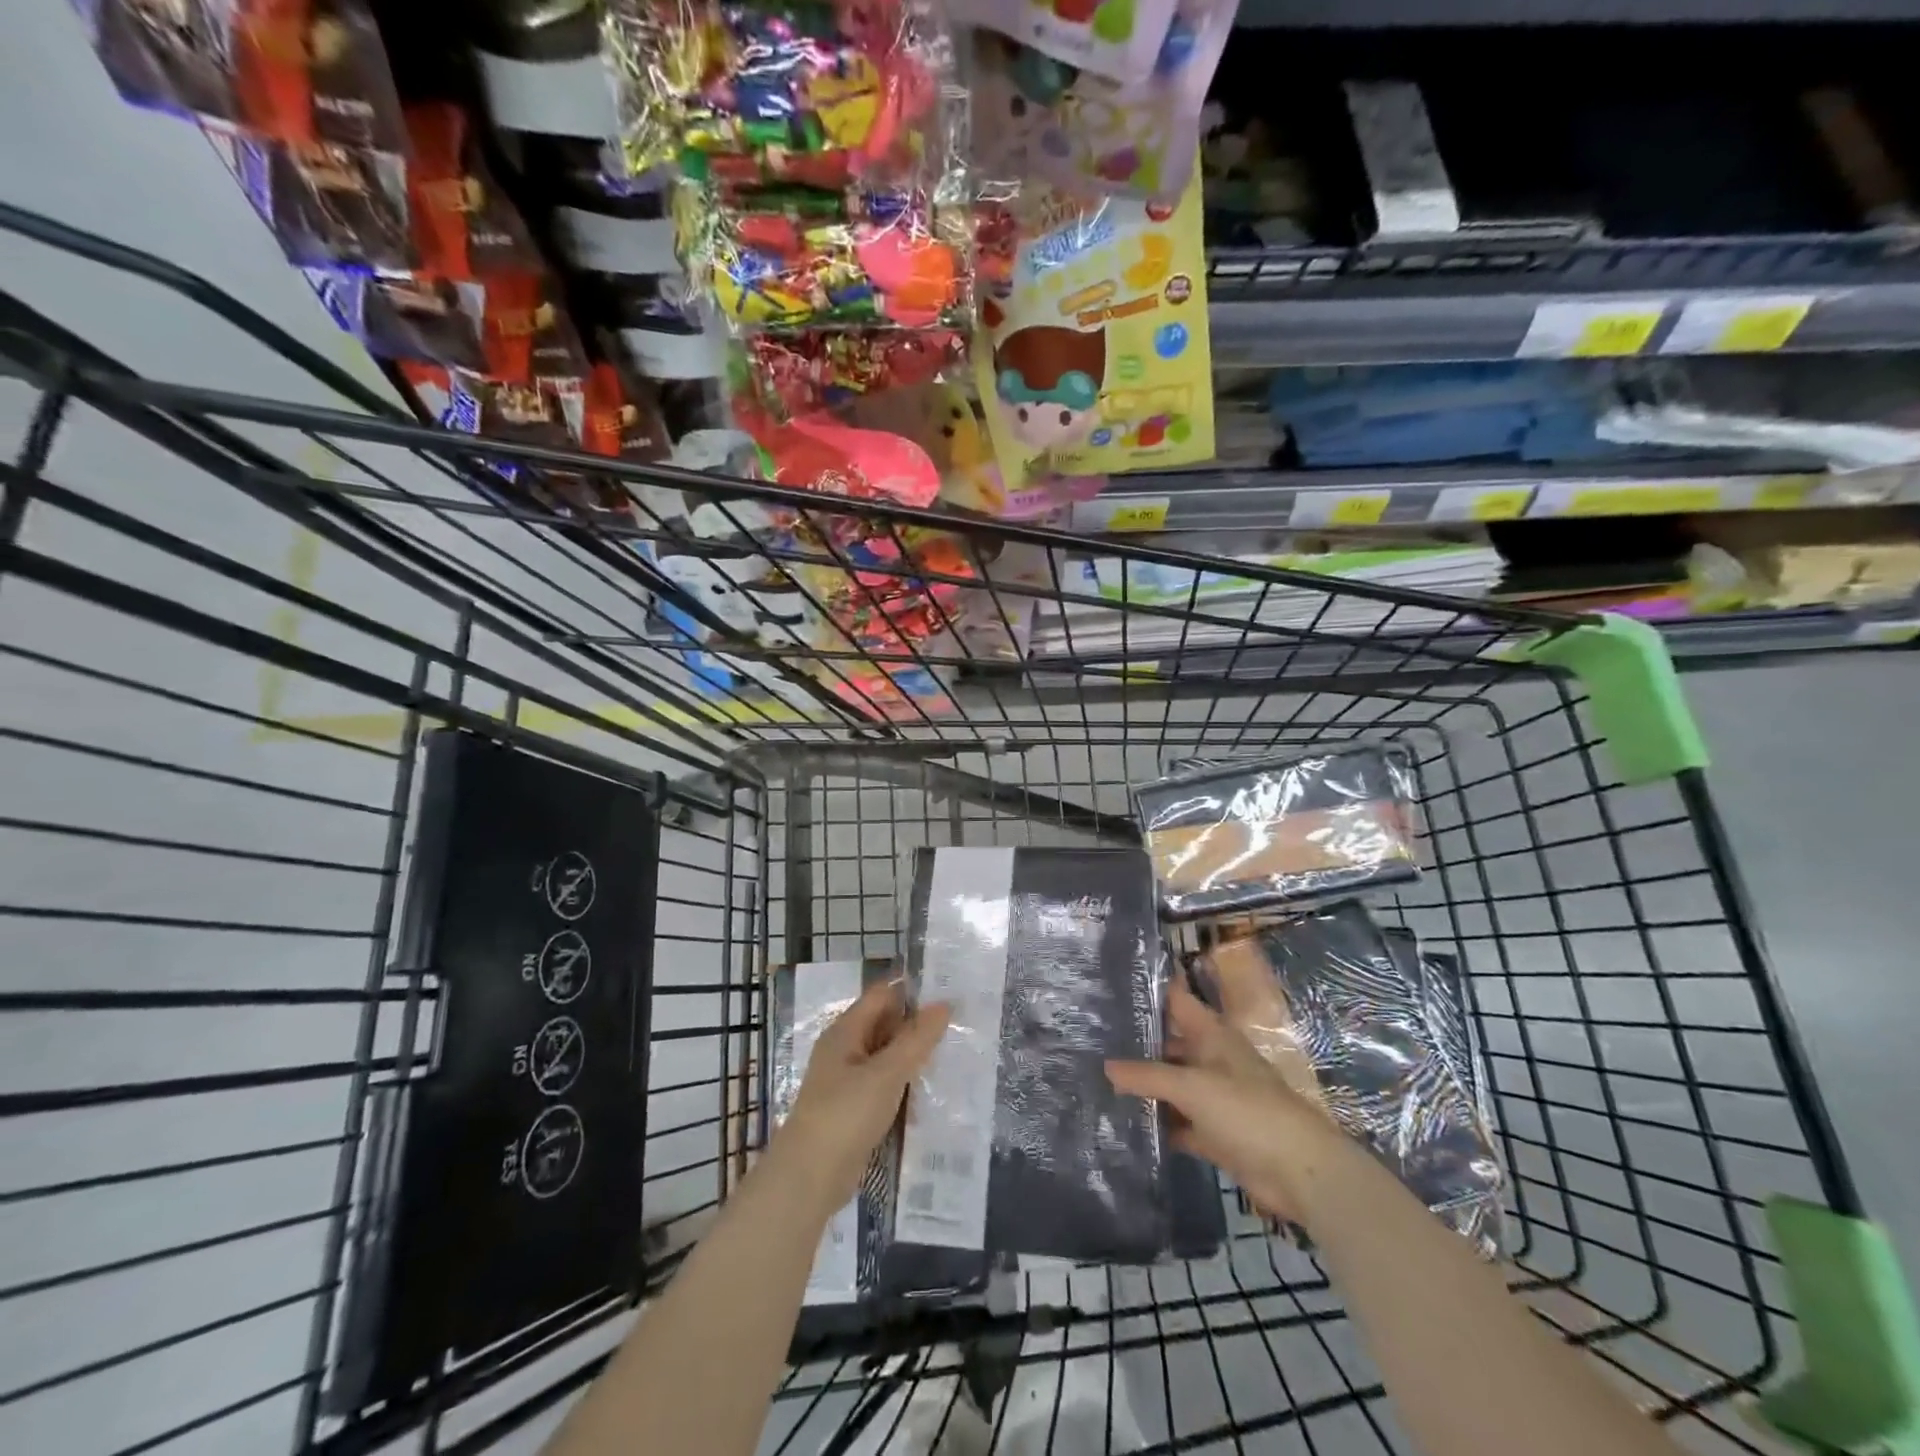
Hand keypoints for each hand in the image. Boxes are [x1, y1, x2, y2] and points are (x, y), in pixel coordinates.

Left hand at [771, 980, 951, 1220]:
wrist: (809, 1178)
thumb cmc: (845, 1115)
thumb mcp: (886, 1073)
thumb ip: (916, 1039)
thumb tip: (944, 1004)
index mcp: (846, 1031)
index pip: (882, 996)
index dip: (912, 991)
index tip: (949, 992)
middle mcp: (845, 1049)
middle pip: (884, 1023)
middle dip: (917, 1023)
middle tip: (959, 1024)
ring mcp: (848, 1080)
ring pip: (886, 1055)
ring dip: (913, 1054)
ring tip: (953, 1052)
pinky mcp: (854, 1108)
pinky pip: (884, 1083)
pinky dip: (904, 1081)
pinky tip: (930, 1088)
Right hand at [1106, 980, 1354, 1224]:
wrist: (1300, 1172)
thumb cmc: (1248, 1111)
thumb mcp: (1192, 1087)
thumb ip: (1147, 1076)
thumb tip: (1106, 1066)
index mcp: (1212, 1035)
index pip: (1176, 1000)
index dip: (1148, 990)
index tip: (1110, 984)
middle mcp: (1210, 1059)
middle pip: (1168, 1043)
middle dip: (1135, 1042)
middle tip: (1091, 1038)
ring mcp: (1213, 1097)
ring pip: (1170, 1083)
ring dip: (1143, 1085)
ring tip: (1096, 1078)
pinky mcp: (1214, 1133)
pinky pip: (1178, 1121)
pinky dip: (1157, 1121)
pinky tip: (1125, 1120)